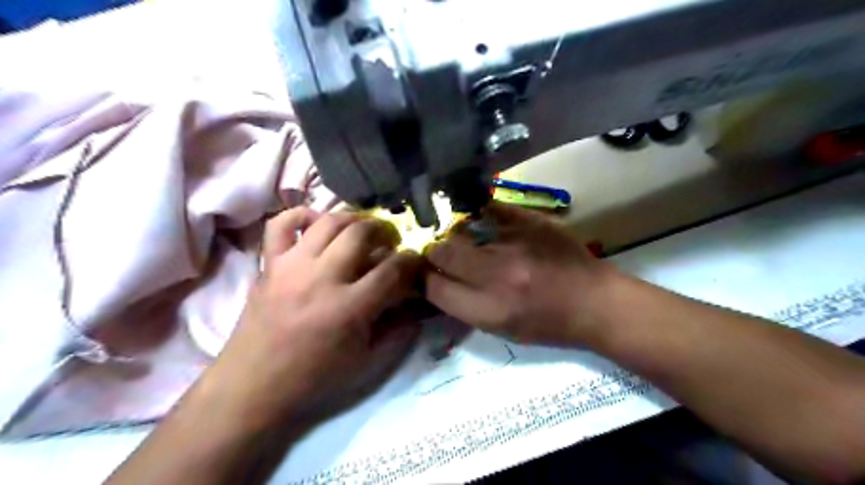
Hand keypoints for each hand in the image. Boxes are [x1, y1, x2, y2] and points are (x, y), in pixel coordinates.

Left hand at [209, 208, 424, 427]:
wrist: (253, 385)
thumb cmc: (314, 377)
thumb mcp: (366, 360)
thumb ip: (398, 329)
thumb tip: (417, 302)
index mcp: (349, 308)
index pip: (392, 269)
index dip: (411, 260)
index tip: (415, 259)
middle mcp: (321, 278)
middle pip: (361, 234)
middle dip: (384, 230)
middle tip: (390, 241)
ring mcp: (291, 266)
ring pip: (328, 222)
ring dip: (353, 220)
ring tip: (363, 229)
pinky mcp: (269, 264)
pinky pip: (281, 223)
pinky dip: (302, 215)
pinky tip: (317, 223)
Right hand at [426, 202, 613, 347]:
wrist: (595, 301)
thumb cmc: (548, 324)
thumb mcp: (502, 331)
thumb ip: (465, 306)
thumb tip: (436, 281)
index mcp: (489, 310)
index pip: (434, 288)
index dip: (423, 280)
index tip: (424, 274)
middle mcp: (497, 275)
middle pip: (442, 253)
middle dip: (434, 253)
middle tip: (441, 253)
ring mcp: (515, 243)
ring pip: (461, 229)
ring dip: (456, 234)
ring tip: (464, 238)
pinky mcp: (530, 220)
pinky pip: (489, 209)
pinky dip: (480, 215)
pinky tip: (482, 220)